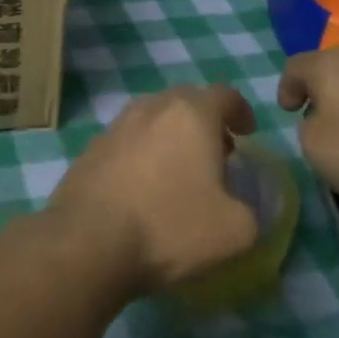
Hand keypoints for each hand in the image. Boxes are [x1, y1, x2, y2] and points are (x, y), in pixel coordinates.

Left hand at [48, 85, 259, 292]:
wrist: (88, 242)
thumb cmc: (169, 227)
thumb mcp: (235, 230)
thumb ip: (251, 210)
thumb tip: (238, 206)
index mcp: (191, 114)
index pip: (225, 95)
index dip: (241, 112)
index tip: (247, 133)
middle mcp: (151, 108)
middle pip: (185, 101)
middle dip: (205, 122)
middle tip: (217, 153)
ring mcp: (115, 126)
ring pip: (152, 119)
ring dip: (171, 136)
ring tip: (179, 171)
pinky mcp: (90, 149)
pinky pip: (127, 141)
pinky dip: (143, 153)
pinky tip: (144, 187)